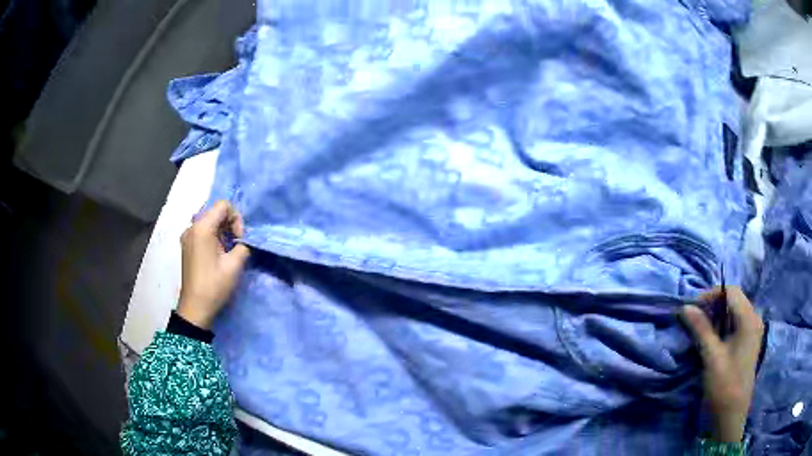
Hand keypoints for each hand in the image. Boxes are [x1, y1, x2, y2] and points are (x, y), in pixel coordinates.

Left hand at [178, 201, 249, 329]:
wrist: (195, 307)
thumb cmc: (214, 285)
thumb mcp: (234, 265)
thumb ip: (244, 246)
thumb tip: (245, 241)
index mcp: (202, 228)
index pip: (223, 205)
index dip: (236, 218)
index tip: (239, 239)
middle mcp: (191, 227)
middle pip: (215, 211)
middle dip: (229, 224)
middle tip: (237, 244)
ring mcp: (187, 236)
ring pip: (209, 221)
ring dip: (222, 230)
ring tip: (229, 250)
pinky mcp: (187, 245)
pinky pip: (202, 231)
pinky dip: (214, 236)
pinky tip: (219, 253)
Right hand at [681, 286, 763, 442]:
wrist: (730, 418)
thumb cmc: (724, 386)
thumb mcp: (712, 357)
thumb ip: (701, 329)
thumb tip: (685, 307)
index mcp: (749, 319)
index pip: (731, 292)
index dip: (711, 295)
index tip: (692, 308)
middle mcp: (753, 320)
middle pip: (733, 300)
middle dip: (712, 306)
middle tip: (693, 319)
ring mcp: (751, 332)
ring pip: (733, 313)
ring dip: (715, 317)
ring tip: (699, 330)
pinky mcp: (746, 344)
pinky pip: (734, 325)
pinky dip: (721, 327)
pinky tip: (710, 340)